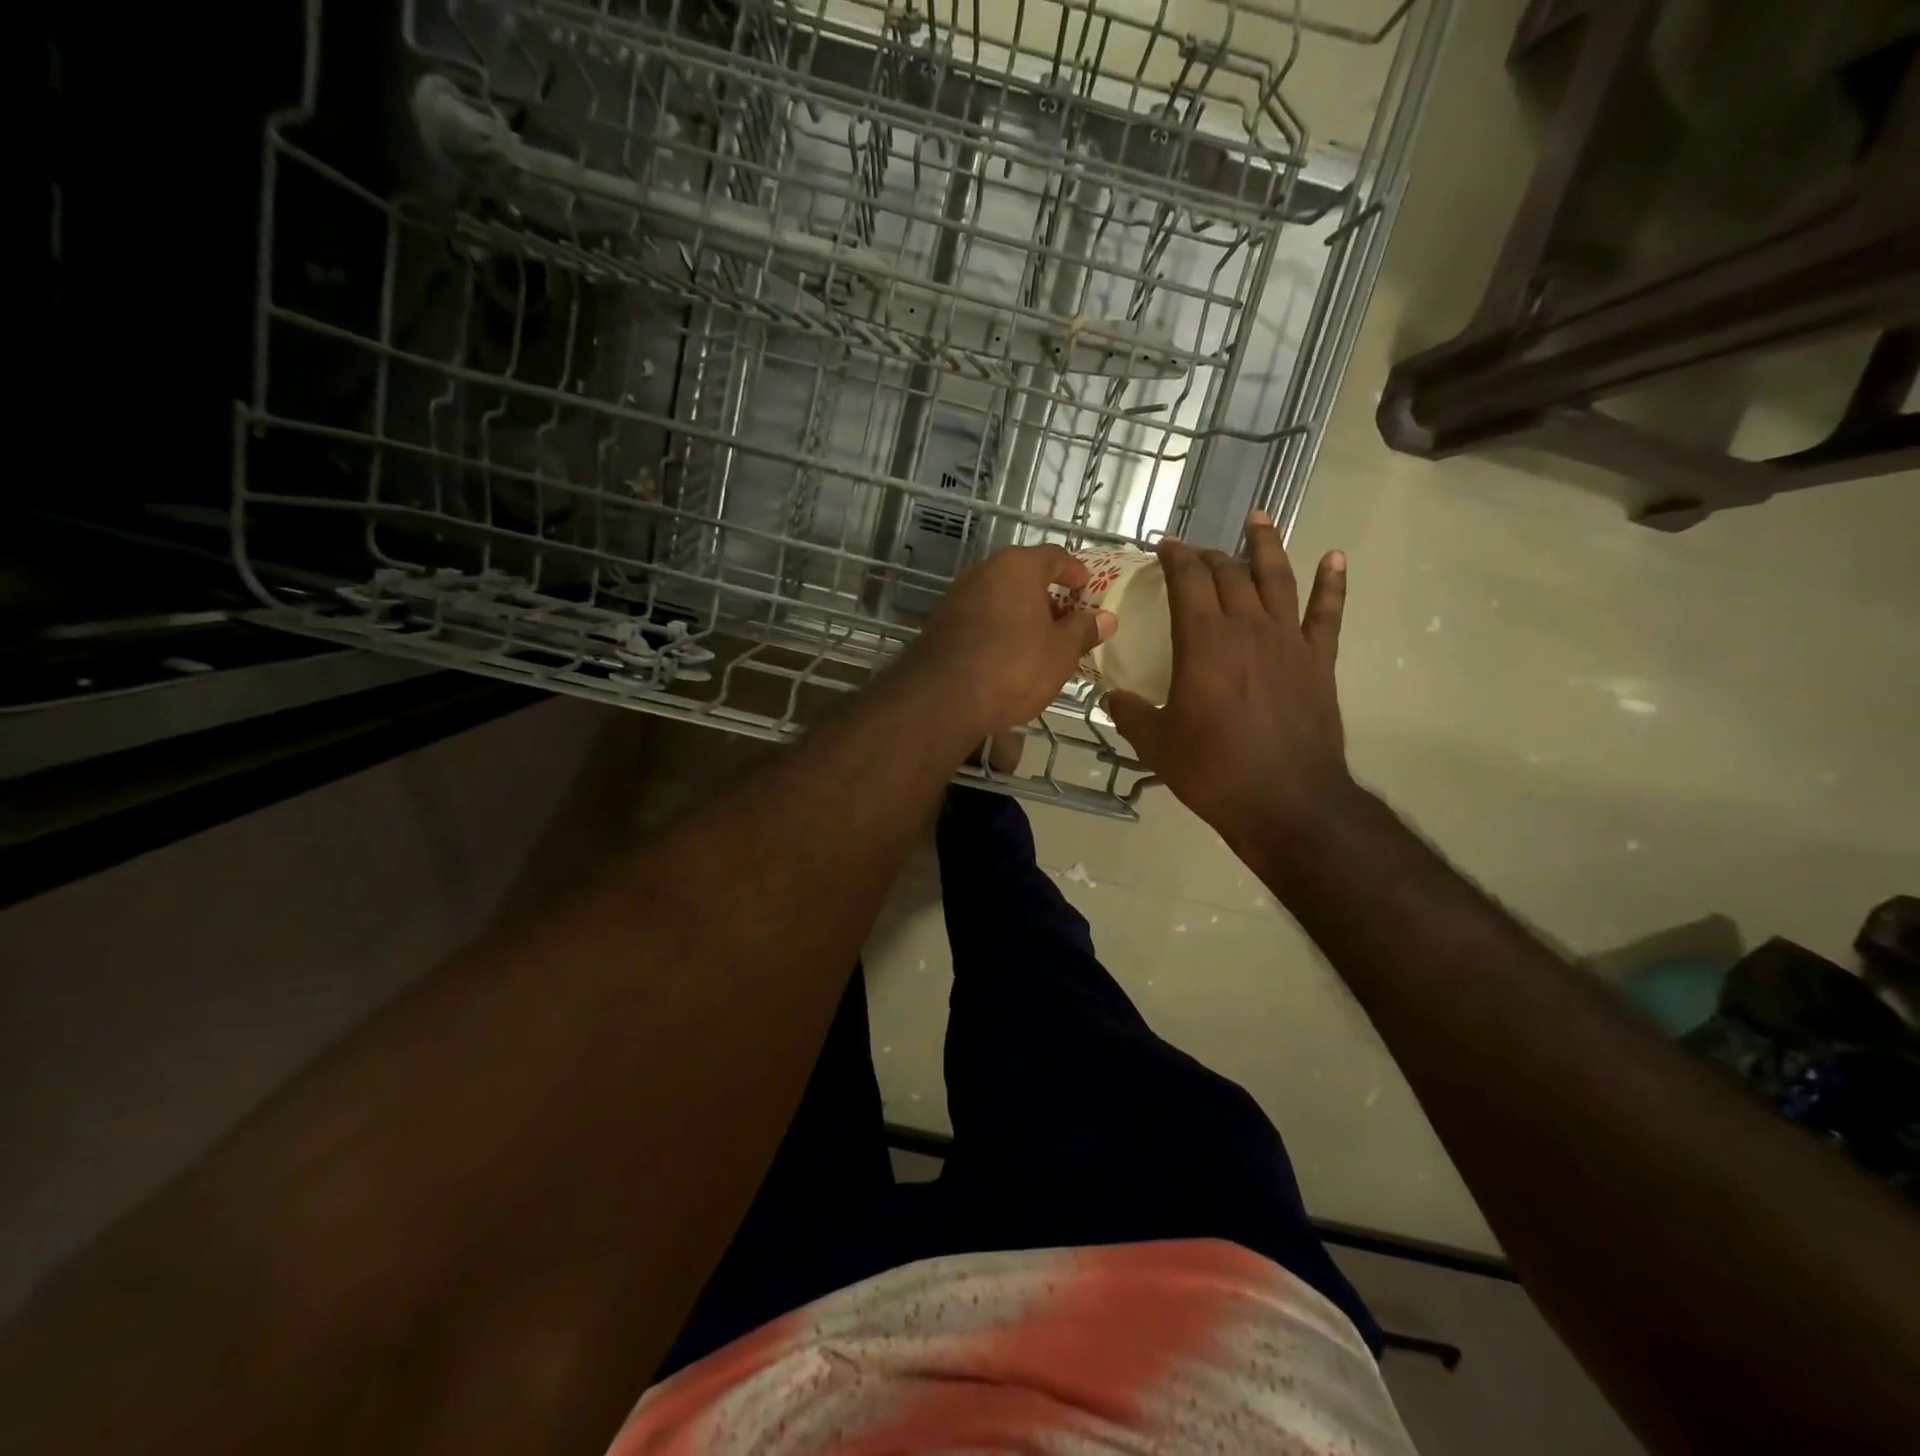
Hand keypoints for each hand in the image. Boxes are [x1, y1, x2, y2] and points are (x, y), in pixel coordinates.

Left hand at [906, 544, 1115, 737]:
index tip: (1086, 588)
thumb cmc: (1014, 665)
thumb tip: (1105, 618)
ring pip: (1000, 599)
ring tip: (1041, 643)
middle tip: (1067, 621)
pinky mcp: (940, 625)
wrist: (944, 697)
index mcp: (1017, 566)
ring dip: (1021, 615)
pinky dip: (999, 631)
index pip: (1054, 556)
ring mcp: (957, 597)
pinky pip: (980, 620)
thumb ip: (1083, 630)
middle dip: (1047, 597)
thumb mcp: (1061, 652)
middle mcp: (984, 572)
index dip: (1074, 571)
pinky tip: (1009, 657)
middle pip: (1023, 576)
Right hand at [1106, 513, 1353, 852]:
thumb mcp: (1157, 745)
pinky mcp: (1318, 661)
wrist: (1286, 801)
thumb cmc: (1213, 771)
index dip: (1174, 558)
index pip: (1187, 581)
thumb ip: (1131, 714)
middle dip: (1209, 556)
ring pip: (1276, 579)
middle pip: (1228, 575)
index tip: (1164, 545)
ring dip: (1266, 545)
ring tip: (1258, 518)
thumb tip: (1111, 699)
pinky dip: (1331, 583)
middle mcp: (1247, 628)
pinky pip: (1326, 613)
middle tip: (1195, 551)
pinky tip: (1334, 557)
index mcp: (1203, 642)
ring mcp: (1288, 641)